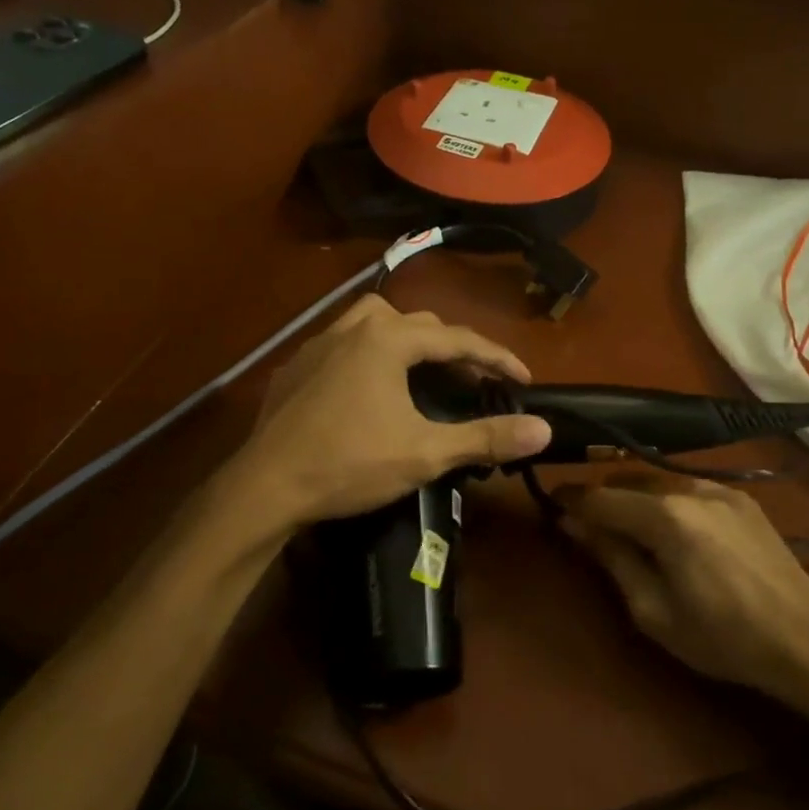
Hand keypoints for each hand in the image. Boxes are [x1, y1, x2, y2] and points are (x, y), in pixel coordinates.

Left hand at [235, 294, 551, 528]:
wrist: (265, 487)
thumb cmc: (350, 464)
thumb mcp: (425, 453)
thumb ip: (485, 437)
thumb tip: (543, 429)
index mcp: (388, 340)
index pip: (457, 338)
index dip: (496, 357)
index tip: (523, 378)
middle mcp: (353, 328)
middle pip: (418, 323)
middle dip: (453, 347)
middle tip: (474, 379)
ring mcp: (318, 344)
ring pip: (375, 322)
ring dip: (408, 339)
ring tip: (423, 369)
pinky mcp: (295, 366)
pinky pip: (344, 342)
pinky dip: (370, 353)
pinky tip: (369, 384)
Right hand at [559, 476, 808, 698]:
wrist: (806, 637)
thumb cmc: (722, 636)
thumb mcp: (653, 611)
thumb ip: (612, 558)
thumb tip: (575, 524)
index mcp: (664, 516)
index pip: (600, 497)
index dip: (570, 500)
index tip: (550, 505)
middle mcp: (689, 488)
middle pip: (627, 479)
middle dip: (602, 497)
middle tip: (588, 525)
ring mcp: (719, 487)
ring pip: (657, 479)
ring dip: (635, 497)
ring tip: (630, 528)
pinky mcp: (740, 496)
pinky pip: (688, 487)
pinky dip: (667, 500)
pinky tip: (674, 529)